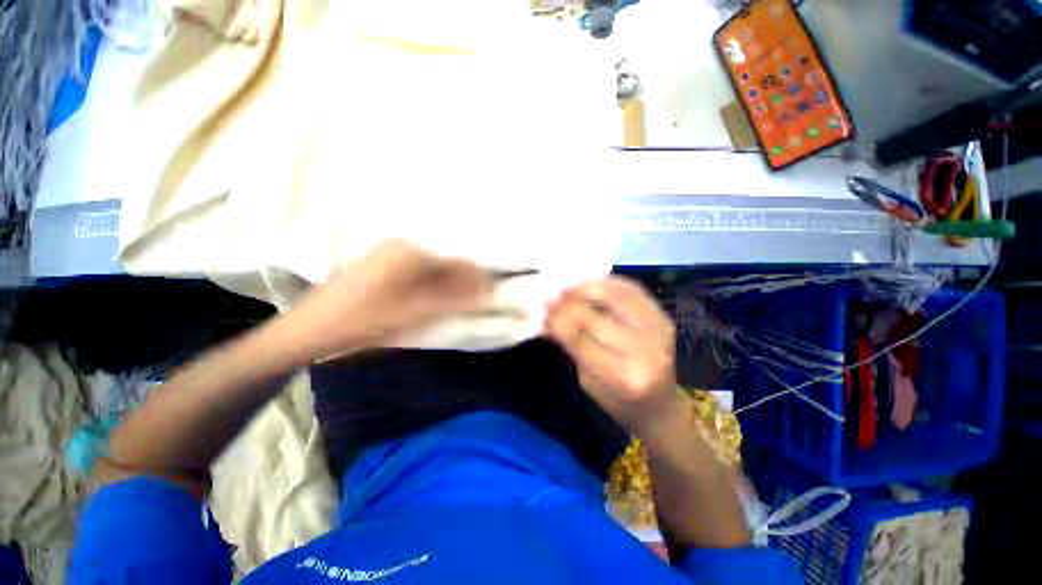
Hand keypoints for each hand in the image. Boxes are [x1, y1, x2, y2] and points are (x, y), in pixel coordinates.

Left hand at [286, 240, 491, 358]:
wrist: (309, 329)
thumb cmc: (364, 319)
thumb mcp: (414, 311)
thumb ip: (453, 300)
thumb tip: (486, 292)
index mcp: (410, 252)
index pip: (456, 261)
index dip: (476, 277)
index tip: (492, 292)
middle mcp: (401, 247)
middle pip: (444, 263)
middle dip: (462, 283)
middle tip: (475, 303)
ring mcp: (388, 255)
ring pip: (431, 269)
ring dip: (447, 285)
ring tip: (457, 305)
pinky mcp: (381, 267)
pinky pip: (416, 274)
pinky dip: (430, 286)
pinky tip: (432, 301)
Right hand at [544, 277, 677, 436]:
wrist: (660, 405)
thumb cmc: (618, 402)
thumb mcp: (588, 381)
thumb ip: (571, 348)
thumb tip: (549, 320)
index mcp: (622, 377)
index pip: (580, 340)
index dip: (558, 322)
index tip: (543, 313)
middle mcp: (644, 350)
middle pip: (596, 315)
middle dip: (567, 303)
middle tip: (551, 299)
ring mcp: (658, 330)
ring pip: (616, 295)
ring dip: (586, 287)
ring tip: (568, 289)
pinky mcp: (664, 317)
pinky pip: (632, 289)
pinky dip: (608, 283)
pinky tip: (592, 285)